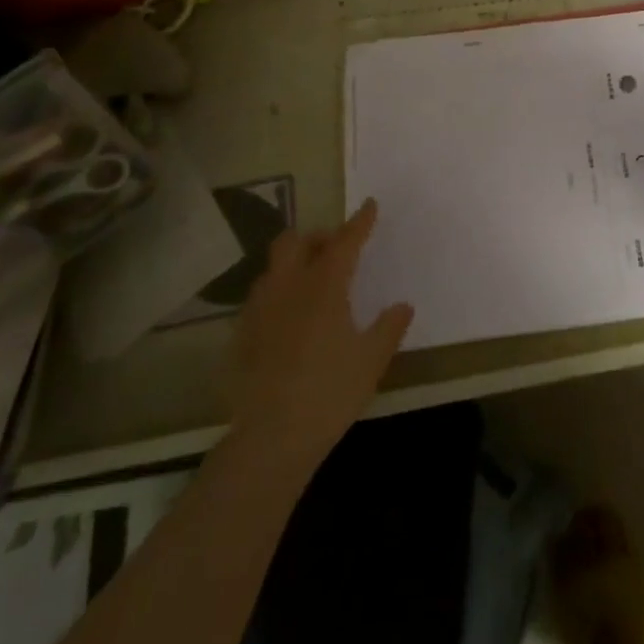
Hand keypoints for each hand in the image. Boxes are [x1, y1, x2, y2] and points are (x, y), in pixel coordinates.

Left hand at [227, 201, 412, 461]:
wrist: (270, 438)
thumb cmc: (330, 391)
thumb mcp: (372, 359)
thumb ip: (389, 327)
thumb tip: (402, 306)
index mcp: (324, 286)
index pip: (344, 241)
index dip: (359, 222)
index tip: (369, 205)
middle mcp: (288, 287)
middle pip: (295, 241)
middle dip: (316, 238)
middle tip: (335, 251)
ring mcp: (260, 310)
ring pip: (274, 268)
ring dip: (294, 264)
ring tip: (312, 284)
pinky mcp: (241, 336)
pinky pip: (261, 298)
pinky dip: (279, 294)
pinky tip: (290, 320)